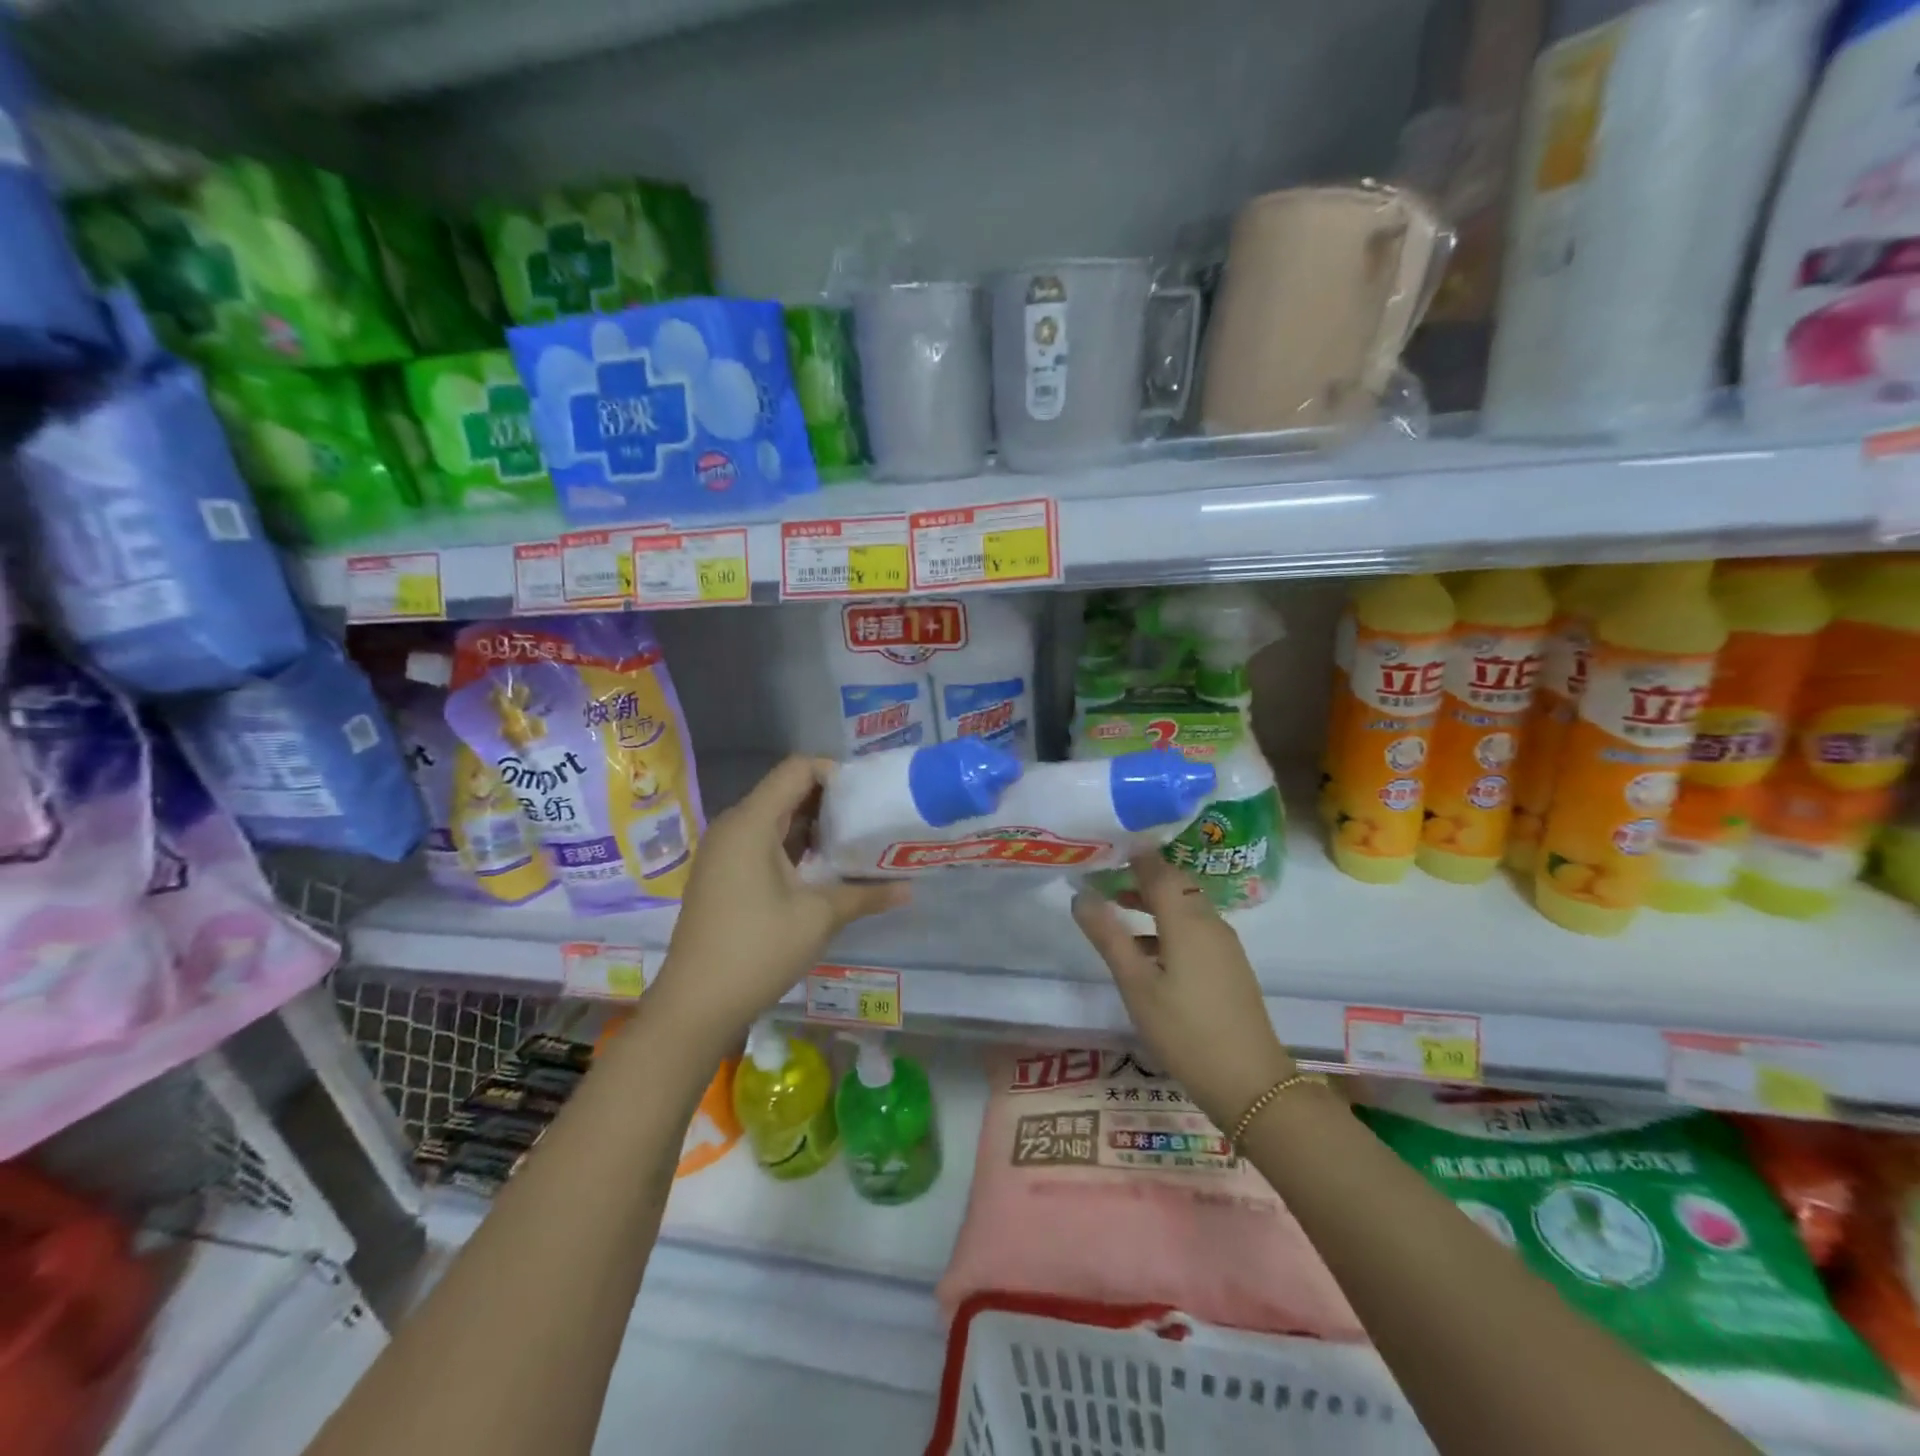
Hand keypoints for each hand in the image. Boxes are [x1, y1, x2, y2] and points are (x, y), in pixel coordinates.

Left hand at [651, 757, 908, 1043]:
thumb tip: (909, 888)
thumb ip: (866, 894)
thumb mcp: (819, 917)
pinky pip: (762, 843)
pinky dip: (793, 847)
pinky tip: (822, 871)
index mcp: (751, 822)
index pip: (796, 769)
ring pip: (775, 819)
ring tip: (854, 844)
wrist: (695, 1004)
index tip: (868, 796)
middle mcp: (733, 827)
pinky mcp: (722, 875)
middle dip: (830, 801)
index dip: (834, 773)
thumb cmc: (757, 949)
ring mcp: (724, 852)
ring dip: (814, 826)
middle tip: (870, 820)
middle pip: (786, 791)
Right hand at [1073, 853, 1294, 1131]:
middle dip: (1142, 875)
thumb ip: (1108, 937)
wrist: (1250, 1082)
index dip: (1134, 854)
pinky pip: (1196, 927)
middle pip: (1175, 884)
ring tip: (1119, 906)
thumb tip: (1081, 895)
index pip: (1159, 870)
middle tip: (1105, 873)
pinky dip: (1169, 923)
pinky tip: (1148, 949)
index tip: (1106, 844)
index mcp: (1187, 920)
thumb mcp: (1136, 984)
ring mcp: (1224, 944)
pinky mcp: (1229, 965)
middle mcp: (1210, 922)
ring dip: (1154, 900)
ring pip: (1186, 906)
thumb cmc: (1185, 1030)